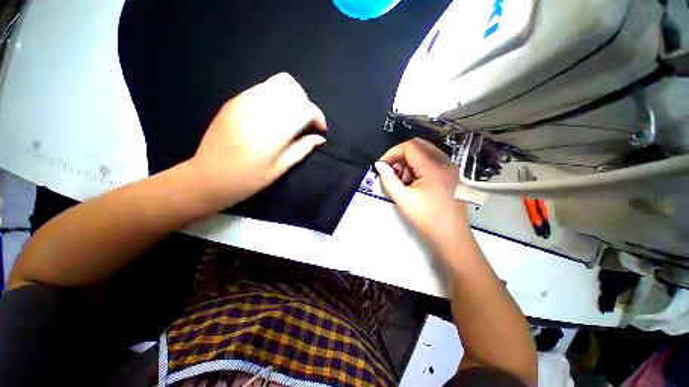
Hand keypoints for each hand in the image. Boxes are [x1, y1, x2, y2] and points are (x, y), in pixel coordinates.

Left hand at [187, 73, 326, 208]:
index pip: (304, 108)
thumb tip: (320, 138)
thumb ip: (303, 149)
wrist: (208, 177)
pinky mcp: (234, 100)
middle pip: (292, 88)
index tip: (321, 129)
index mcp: (273, 129)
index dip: (317, 116)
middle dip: (305, 103)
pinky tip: (273, 117)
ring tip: (291, 119)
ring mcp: (243, 100)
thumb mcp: (280, 168)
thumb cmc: (248, 179)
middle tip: (306, 123)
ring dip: (291, 99)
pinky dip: (276, 99)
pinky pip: (262, 89)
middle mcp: (258, 107)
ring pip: (277, 83)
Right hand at [375, 138, 468, 248]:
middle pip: (418, 146)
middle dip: (401, 157)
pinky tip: (415, 183)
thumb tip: (379, 165)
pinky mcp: (451, 175)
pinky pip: (432, 162)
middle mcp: (445, 162)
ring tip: (404, 182)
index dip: (392, 153)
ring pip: (425, 153)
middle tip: (393, 173)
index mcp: (433, 167)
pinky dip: (419, 167)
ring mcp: (450, 168)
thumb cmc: (426, 218)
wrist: (451, 237)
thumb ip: (388, 179)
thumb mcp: (402, 199)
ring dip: (409, 162)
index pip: (409, 146)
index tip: (383, 166)